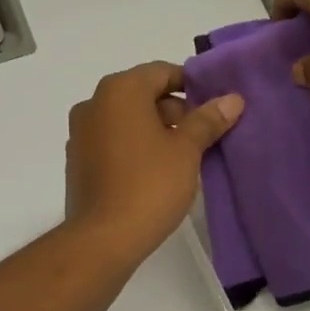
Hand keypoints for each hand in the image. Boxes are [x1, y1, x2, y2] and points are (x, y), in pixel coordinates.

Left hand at [65, 62, 243, 260]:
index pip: (162, 72)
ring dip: (154, 130)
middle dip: (174, 111)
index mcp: (120, 90)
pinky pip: (112, 142)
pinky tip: (154, 173)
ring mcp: (80, 133)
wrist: (103, 238)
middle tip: (202, 137)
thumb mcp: (187, 150)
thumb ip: (208, 120)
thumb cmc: (149, 185)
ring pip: (127, 120)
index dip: (192, 86)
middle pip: (142, 94)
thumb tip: (232, 99)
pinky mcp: (77, 161)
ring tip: (182, 158)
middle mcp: (94, 103)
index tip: (214, 108)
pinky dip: (134, 147)